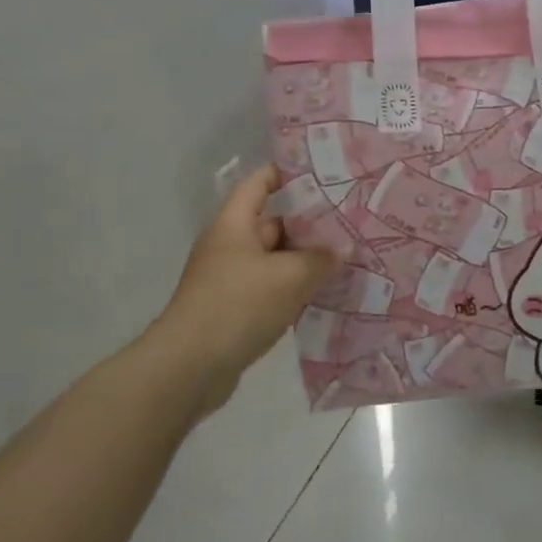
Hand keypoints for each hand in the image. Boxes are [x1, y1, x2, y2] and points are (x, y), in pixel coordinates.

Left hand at [161, 166, 336, 403]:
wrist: (189, 368)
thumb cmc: (237, 306)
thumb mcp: (288, 277)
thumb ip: (319, 259)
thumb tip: (341, 250)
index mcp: (234, 224)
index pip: (259, 183)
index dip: (287, 173)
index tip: (324, 173)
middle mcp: (230, 246)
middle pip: (273, 223)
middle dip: (310, 223)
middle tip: (351, 222)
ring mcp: (231, 279)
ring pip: (276, 260)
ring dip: (306, 261)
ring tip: (348, 258)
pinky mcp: (235, 310)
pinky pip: (272, 289)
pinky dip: (296, 289)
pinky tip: (326, 295)